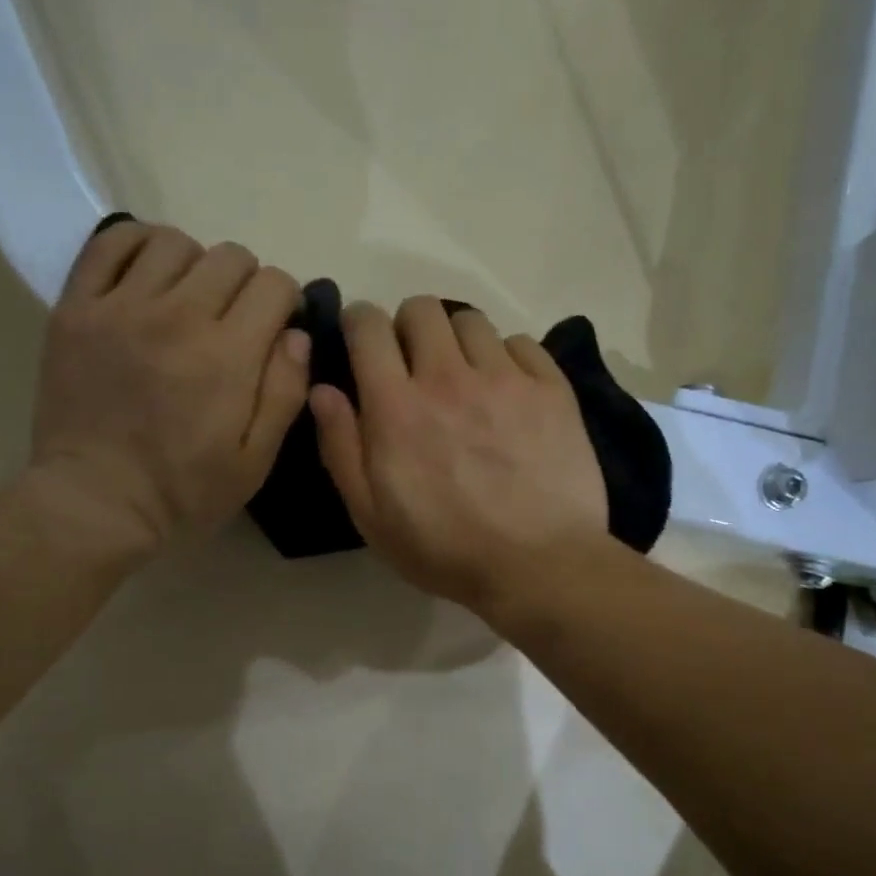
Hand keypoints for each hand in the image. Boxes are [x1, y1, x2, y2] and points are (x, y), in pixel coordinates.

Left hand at [26, 220, 309, 560]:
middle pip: (231, 257)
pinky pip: (110, 243)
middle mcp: (178, 317)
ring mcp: (121, 307)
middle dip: (247, 285)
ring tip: (189, 301)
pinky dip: (138, 245)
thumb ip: (284, 392)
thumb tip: (297, 334)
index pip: (275, 285)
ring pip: (175, 243)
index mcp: (227, 356)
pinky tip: (148, 275)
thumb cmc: (184, 491)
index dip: (285, 303)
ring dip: (196, 265)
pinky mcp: (77, 308)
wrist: (94, 503)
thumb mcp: (255, 460)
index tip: (275, 330)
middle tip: (234, 321)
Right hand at [309, 296, 608, 613]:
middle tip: (414, 366)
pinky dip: (508, 358)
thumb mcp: (372, 516)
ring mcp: (505, 379)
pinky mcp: (551, 389)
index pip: (368, 327)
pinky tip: (509, 392)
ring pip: (472, 321)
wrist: (538, 566)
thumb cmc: (445, 549)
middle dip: (408, 329)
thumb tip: (324, 390)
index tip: (363, 343)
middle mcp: (448, 377)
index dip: (360, 325)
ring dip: (458, 341)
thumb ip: (341, 447)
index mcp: (397, 407)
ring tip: (465, 378)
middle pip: (421, 309)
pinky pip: (522, 343)